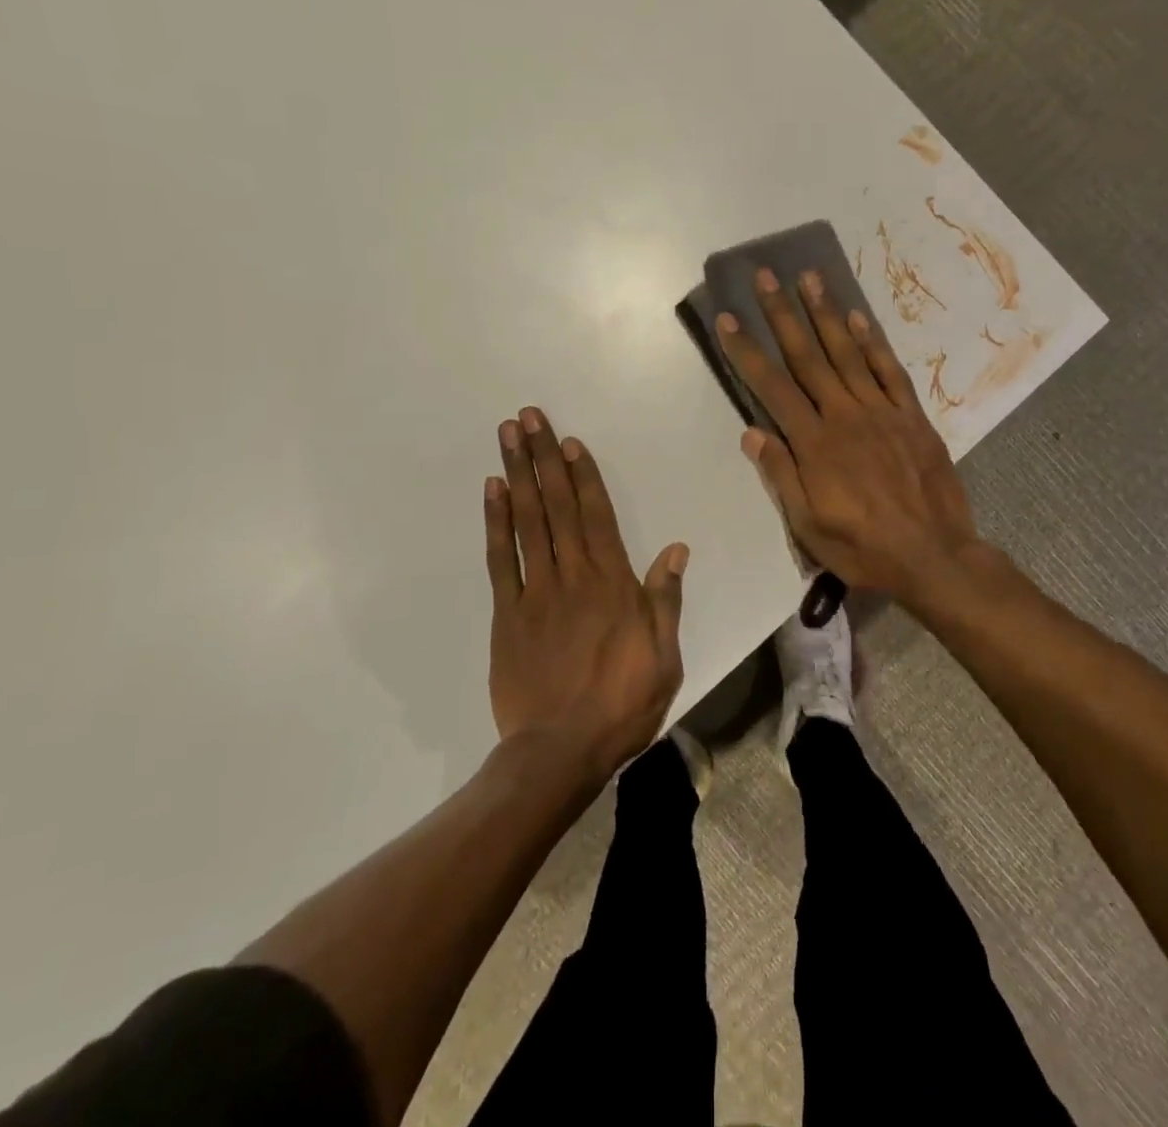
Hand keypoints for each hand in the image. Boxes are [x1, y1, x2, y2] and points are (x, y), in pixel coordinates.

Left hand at [485, 406, 689, 779]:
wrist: (560, 751)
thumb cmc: (622, 703)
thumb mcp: (664, 656)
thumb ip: (664, 599)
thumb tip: (675, 549)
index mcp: (613, 584)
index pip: (597, 515)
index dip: (583, 475)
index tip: (568, 442)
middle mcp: (573, 576)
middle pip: (558, 506)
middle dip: (543, 458)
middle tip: (528, 417)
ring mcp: (536, 592)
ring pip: (528, 522)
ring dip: (518, 475)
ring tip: (507, 437)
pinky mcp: (507, 614)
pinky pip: (500, 560)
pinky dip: (496, 523)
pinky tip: (492, 492)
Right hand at [717, 268, 980, 605]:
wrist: (934, 557)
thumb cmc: (863, 547)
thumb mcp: (808, 527)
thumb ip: (781, 476)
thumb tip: (752, 432)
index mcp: (814, 444)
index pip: (772, 388)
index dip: (747, 351)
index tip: (729, 318)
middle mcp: (844, 416)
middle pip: (807, 357)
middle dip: (782, 315)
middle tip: (766, 276)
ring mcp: (882, 412)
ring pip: (847, 353)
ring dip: (825, 313)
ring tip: (809, 278)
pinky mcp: (912, 417)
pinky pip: (890, 371)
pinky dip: (873, 342)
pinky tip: (858, 318)